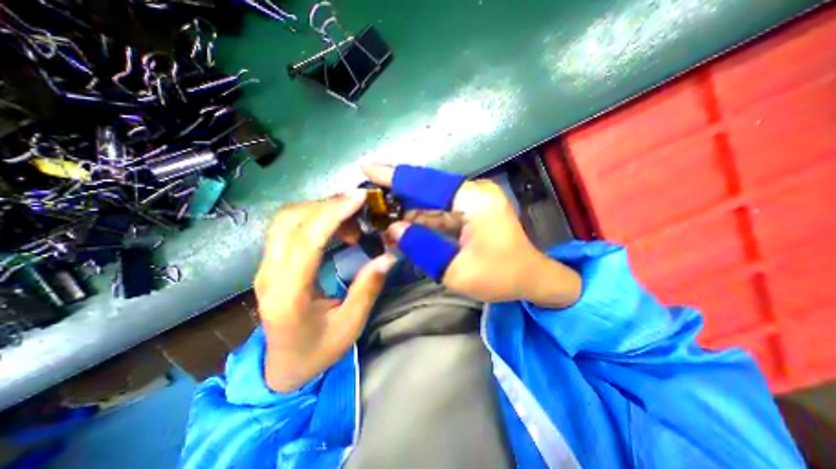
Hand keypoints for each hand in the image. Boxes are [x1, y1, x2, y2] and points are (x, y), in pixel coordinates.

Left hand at [253, 190, 394, 391]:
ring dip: (322, 210)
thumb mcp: (350, 325)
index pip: (306, 240)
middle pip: (290, 220)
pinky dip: (316, 218)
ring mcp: (266, 266)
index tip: (360, 198)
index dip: (333, 213)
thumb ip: (368, 288)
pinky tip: (339, 230)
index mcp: (288, 294)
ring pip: (287, 219)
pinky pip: (290, 227)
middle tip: (360, 207)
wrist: (282, 367)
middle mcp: (269, 274)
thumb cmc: (317, 351)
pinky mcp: (272, 262)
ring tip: (353, 221)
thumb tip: (388, 255)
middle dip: (328, 205)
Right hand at [366, 166, 581, 306]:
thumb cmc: (500, 277)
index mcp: (474, 200)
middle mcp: (474, 192)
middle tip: (369, 198)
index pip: (427, 184)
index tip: (367, 169)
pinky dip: (421, 218)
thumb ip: (422, 247)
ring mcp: (474, 200)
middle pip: (427, 189)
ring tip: (380, 215)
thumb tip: (394, 229)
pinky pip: (440, 211)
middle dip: (398, 194)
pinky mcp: (472, 210)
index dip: (395, 177)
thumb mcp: (456, 270)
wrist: (531, 278)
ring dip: (407, 209)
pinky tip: (402, 225)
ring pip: (431, 201)